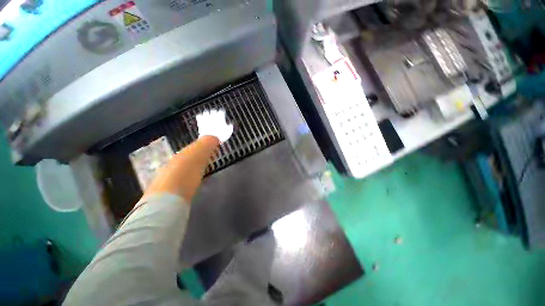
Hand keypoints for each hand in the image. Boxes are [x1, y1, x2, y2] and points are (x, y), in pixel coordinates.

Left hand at [196, 109, 233, 142]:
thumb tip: (230, 125)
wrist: (211, 139)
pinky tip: (201, 119)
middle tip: (216, 116)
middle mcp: (213, 116)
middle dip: (214, 113)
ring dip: (207, 114)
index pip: (222, 111)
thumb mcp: (229, 132)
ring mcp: (206, 118)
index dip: (222, 113)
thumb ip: (230, 127)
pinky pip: (199, 116)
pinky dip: (200, 117)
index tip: (223, 115)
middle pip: (213, 110)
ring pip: (206, 112)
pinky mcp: (200, 121)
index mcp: (220, 117)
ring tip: (208, 117)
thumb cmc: (221, 135)